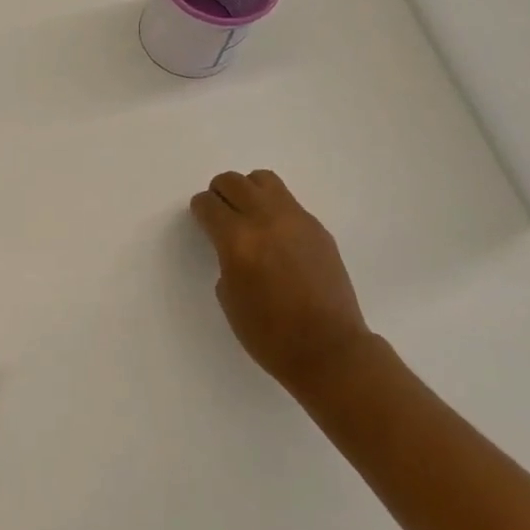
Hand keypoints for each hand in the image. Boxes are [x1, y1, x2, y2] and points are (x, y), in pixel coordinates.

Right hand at [190, 170, 372, 395]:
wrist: (329, 349)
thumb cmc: (269, 334)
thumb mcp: (229, 296)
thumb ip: (226, 258)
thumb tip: (232, 242)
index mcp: (238, 240)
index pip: (209, 204)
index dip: (200, 210)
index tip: (201, 219)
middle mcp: (266, 220)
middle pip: (233, 181)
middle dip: (220, 193)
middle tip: (220, 213)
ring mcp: (296, 220)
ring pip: (263, 180)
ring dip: (248, 191)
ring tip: (248, 215)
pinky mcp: (318, 228)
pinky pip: (288, 202)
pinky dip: (273, 208)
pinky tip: (276, 236)